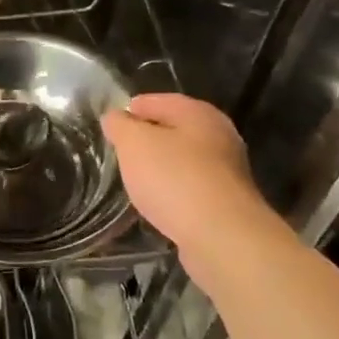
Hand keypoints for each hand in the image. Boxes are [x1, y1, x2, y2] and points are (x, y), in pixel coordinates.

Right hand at [101, 94, 282, 297]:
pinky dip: (174, 192)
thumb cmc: (174, 179)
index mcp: (198, 113)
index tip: (111, 124)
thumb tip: (115, 117)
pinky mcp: (227, 203)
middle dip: (148, 139)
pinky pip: (192, 188)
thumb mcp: (134, 144)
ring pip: (184, 160)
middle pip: (175, 130)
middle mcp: (219, 136)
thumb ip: (120, 126)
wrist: (222, 237)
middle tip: (121, 151)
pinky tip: (158, 204)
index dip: (132, 109)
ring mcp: (227, 171)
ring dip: (161, 167)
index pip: (158, 101)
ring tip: (135, 179)